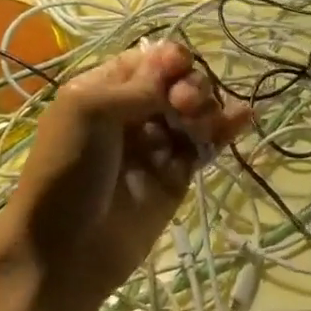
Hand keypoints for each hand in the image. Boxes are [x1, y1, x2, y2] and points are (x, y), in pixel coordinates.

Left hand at [0, 41, 250, 310]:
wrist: (64, 250)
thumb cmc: (66, 171)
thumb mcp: (87, 111)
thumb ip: (138, 85)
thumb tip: (176, 62)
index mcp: (104, 89)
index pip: (148, 60)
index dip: (169, 60)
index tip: (178, 68)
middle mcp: (132, 111)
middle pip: (178, 82)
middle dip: (190, 86)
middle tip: (184, 106)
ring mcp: (157, 144)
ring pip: (196, 111)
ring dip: (208, 106)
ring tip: (204, 122)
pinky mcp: (178, 174)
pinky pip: (206, 144)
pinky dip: (226, 128)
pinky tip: (245, 115)